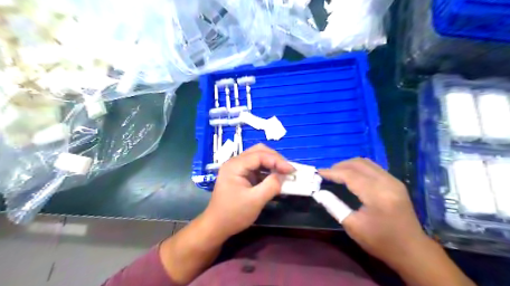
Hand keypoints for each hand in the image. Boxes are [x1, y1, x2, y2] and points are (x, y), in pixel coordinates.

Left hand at [201, 144, 293, 240]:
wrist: (216, 226)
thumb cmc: (233, 214)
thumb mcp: (255, 201)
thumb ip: (271, 186)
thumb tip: (283, 176)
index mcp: (235, 165)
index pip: (259, 155)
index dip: (277, 160)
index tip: (291, 170)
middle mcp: (235, 162)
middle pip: (259, 151)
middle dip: (275, 158)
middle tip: (288, 169)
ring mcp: (237, 168)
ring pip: (258, 158)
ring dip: (272, 163)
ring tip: (284, 172)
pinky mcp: (241, 175)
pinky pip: (257, 167)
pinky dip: (267, 170)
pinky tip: (275, 177)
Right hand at [320, 159, 426, 265]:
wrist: (412, 250)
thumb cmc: (380, 241)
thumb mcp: (352, 226)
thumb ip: (334, 206)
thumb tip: (319, 192)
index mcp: (377, 195)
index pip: (350, 175)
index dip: (332, 172)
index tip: (318, 173)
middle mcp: (387, 182)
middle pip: (358, 164)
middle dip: (339, 166)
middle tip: (326, 173)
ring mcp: (393, 181)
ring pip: (366, 163)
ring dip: (349, 165)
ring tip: (336, 173)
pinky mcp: (396, 182)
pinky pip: (373, 167)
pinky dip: (359, 168)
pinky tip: (351, 176)